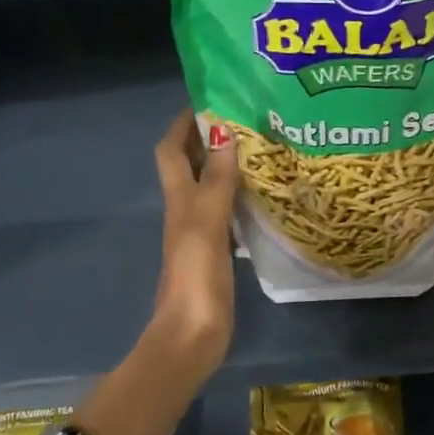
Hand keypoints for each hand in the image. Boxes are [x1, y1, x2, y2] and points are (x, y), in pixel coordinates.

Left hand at [150, 110, 237, 373]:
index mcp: (179, 200)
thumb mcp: (207, 224)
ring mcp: (200, 233)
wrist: (192, 336)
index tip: (210, 98)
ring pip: (209, 187)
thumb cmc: (196, 278)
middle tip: (246, 119)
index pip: (171, 150)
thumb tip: (223, 133)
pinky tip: (263, 195)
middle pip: (189, 165)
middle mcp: (185, 210)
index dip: (183, 123)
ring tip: (260, 148)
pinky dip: (239, 197)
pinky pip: (226, 212)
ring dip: (226, 165)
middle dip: (209, 138)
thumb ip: (216, 181)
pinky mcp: (216, 253)